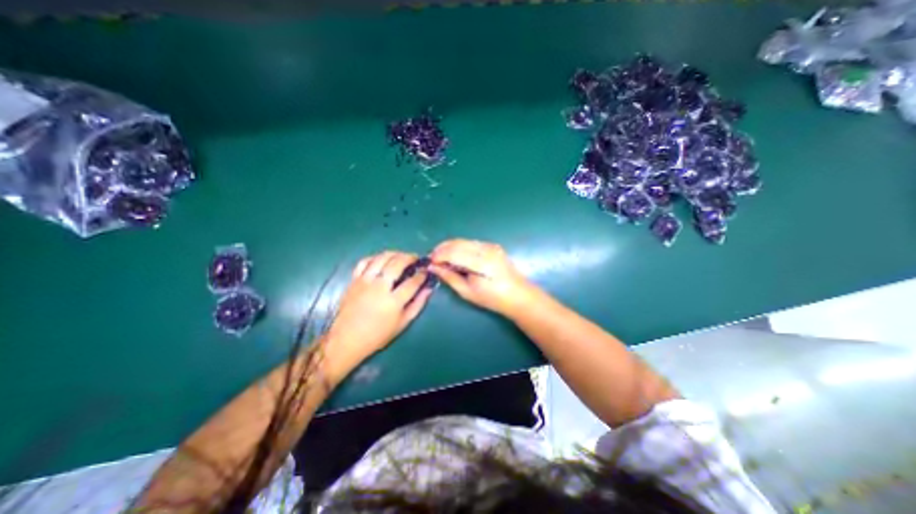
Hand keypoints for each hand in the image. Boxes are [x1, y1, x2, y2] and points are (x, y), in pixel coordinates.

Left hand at [325, 252, 433, 378]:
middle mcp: (379, 287)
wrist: (346, 339)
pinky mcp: (354, 280)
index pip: (413, 281)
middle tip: (416, 259)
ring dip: (395, 253)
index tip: (426, 271)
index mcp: (393, 301)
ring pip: (382, 258)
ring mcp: (365, 281)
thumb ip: (418, 304)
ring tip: (402, 256)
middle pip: (397, 263)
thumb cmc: (378, 335)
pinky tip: (382, 260)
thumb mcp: (403, 323)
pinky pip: (364, 261)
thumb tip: (429, 288)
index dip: (422, 274)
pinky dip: (375, 257)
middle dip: (410, 258)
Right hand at [427, 240, 538, 313]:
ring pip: (464, 241)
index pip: (453, 252)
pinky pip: (471, 243)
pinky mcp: (493, 246)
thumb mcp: (467, 292)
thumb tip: (433, 267)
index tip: (429, 262)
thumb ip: (449, 277)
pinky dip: (460, 247)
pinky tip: (456, 256)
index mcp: (481, 262)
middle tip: (432, 259)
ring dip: (450, 247)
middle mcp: (486, 249)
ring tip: (442, 258)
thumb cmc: (493, 298)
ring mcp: (491, 246)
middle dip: (442, 249)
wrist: (518, 295)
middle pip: (457, 243)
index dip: (438, 256)